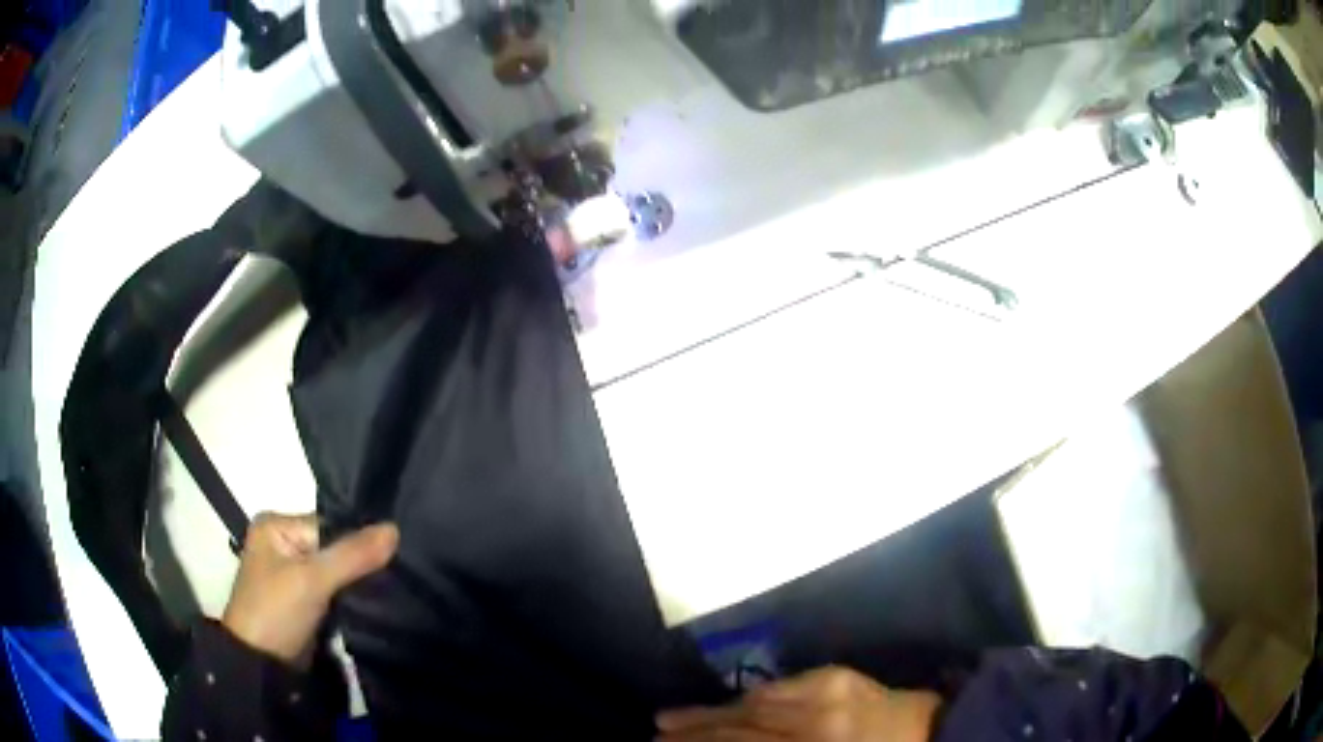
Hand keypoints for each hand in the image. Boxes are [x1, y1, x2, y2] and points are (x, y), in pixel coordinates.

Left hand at [221, 513, 398, 667]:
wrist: (261, 664)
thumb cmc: (276, 611)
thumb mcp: (312, 579)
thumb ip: (352, 555)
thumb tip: (395, 528)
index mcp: (276, 526)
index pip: (330, 526)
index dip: (359, 541)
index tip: (395, 554)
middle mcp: (282, 544)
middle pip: (333, 548)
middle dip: (360, 563)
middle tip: (400, 572)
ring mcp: (291, 575)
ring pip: (336, 572)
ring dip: (358, 583)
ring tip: (394, 589)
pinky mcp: (302, 602)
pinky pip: (333, 592)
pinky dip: (351, 599)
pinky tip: (375, 603)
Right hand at [657, 666, 940, 741]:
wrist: (936, 735)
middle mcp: (813, 725)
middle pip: (738, 729)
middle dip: (692, 734)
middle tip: (654, 736)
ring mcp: (826, 695)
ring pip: (753, 704)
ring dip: (709, 713)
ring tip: (669, 719)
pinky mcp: (838, 676)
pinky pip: (782, 686)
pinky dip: (749, 697)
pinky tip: (728, 703)